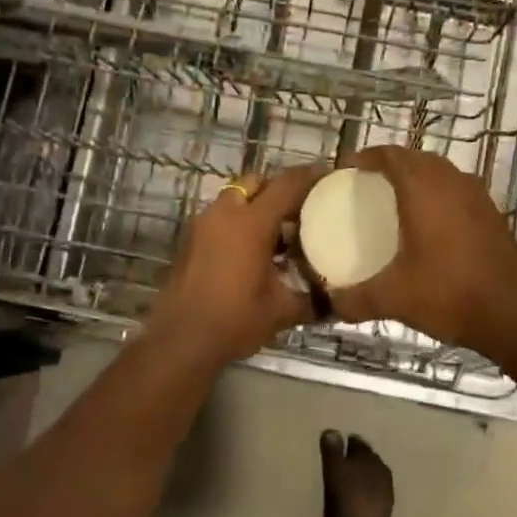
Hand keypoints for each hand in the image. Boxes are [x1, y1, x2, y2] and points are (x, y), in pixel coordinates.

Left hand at [147, 164, 327, 367]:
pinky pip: (219, 218)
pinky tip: (251, 251)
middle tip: (300, 209)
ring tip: (277, 234)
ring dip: (255, 207)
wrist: (180, 340)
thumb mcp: (281, 311)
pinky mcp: (189, 240)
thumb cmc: (235, 320)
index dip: (310, 176)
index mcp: (251, 223)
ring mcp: (202, 225)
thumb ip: (312, 301)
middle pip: (256, 182)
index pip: (286, 185)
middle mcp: (225, 214)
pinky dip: (237, 223)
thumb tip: (336, 302)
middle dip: (278, 189)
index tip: (328, 176)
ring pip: (234, 199)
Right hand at [328, 146, 516, 361]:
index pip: (390, 155)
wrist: (514, 316)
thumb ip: (353, 299)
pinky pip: (456, 190)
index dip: (365, 157)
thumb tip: (329, 302)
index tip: (344, 170)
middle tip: (364, 184)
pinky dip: (437, 194)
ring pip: (440, 172)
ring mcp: (477, 197)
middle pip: (415, 158)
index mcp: (424, 190)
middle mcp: (452, 183)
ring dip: (416, 177)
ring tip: (392, 199)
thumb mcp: (393, 299)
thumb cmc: (449, 295)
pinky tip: (427, 223)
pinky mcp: (492, 215)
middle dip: (388, 164)